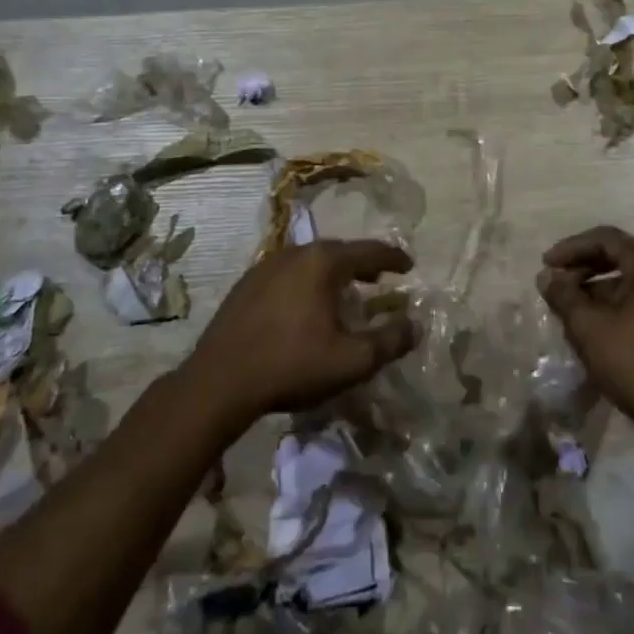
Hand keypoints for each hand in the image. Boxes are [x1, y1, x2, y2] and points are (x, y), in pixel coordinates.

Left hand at [183, 240, 415, 428]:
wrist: (219, 382)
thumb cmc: (291, 365)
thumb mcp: (351, 360)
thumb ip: (389, 341)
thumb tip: (414, 326)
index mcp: (323, 262)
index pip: (370, 251)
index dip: (394, 259)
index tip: (409, 267)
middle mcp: (295, 253)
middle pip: (339, 251)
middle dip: (363, 264)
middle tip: (379, 279)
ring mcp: (266, 265)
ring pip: (311, 262)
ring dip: (333, 273)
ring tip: (345, 292)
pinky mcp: (246, 284)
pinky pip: (288, 274)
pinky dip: (306, 282)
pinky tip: (305, 306)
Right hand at [537, 225, 633, 431]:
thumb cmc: (633, 362)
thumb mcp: (588, 326)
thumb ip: (563, 295)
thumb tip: (547, 277)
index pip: (607, 239)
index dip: (572, 248)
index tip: (546, 264)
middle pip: (622, 257)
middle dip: (584, 267)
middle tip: (556, 283)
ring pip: (632, 280)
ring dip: (598, 287)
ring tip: (571, 307)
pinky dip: (617, 303)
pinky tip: (596, 324)